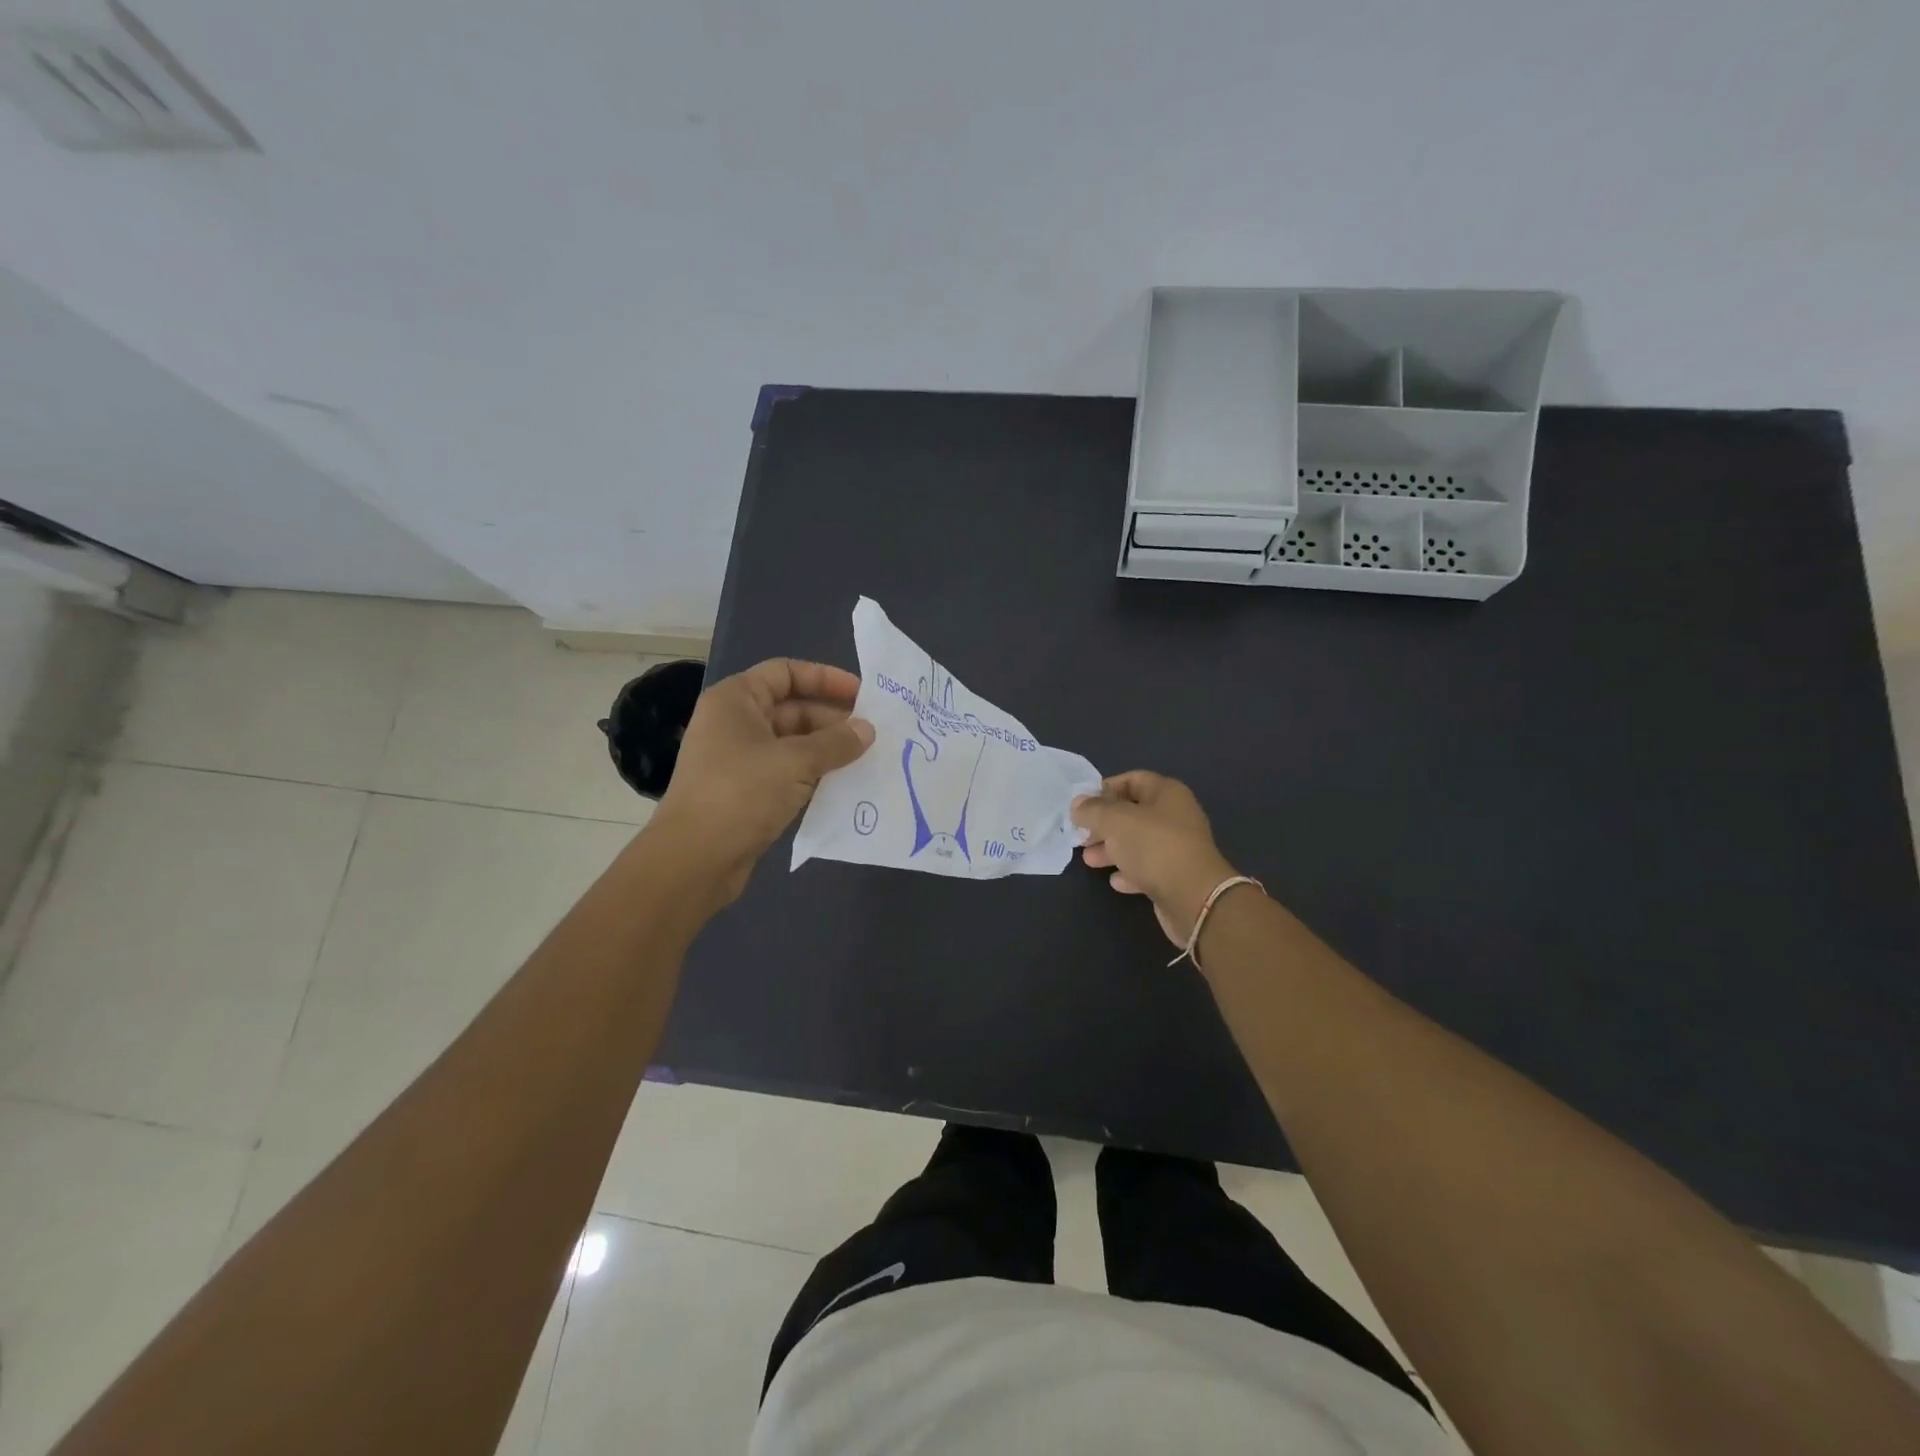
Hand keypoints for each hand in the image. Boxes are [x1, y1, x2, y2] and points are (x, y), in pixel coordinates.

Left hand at [652, 659, 873, 902]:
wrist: (694, 859)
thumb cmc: (741, 793)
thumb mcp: (795, 762)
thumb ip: (836, 742)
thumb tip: (868, 730)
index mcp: (737, 700)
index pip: (786, 672)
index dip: (825, 678)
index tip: (863, 695)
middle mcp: (736, 723)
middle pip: (793, 708)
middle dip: (834, 719)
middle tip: (874, 733)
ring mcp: (741, 759)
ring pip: (794, 743)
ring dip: (829, 749)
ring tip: (868, 758)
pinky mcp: (749, 791)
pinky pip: (789, 772)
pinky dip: (816, 774)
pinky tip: (846, 784)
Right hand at [1071, 771, 1238, 946]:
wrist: (1193, 897)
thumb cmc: (1153, 846)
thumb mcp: (1115, 820)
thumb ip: (1093, 810)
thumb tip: (1078, 805)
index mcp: (1167, 793)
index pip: (1132, 779)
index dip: (1105, 789)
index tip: (1082, 805)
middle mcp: (1175, 816)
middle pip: (1133, 813)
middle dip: (1104, 823)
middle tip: (1081, 835)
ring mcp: (1177, 847)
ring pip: (1138, 842)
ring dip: (1112, 849)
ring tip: (1089, 859)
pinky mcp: (1176, 876)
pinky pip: (1148, 868)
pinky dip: (1129, 872)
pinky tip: (1115, 881)